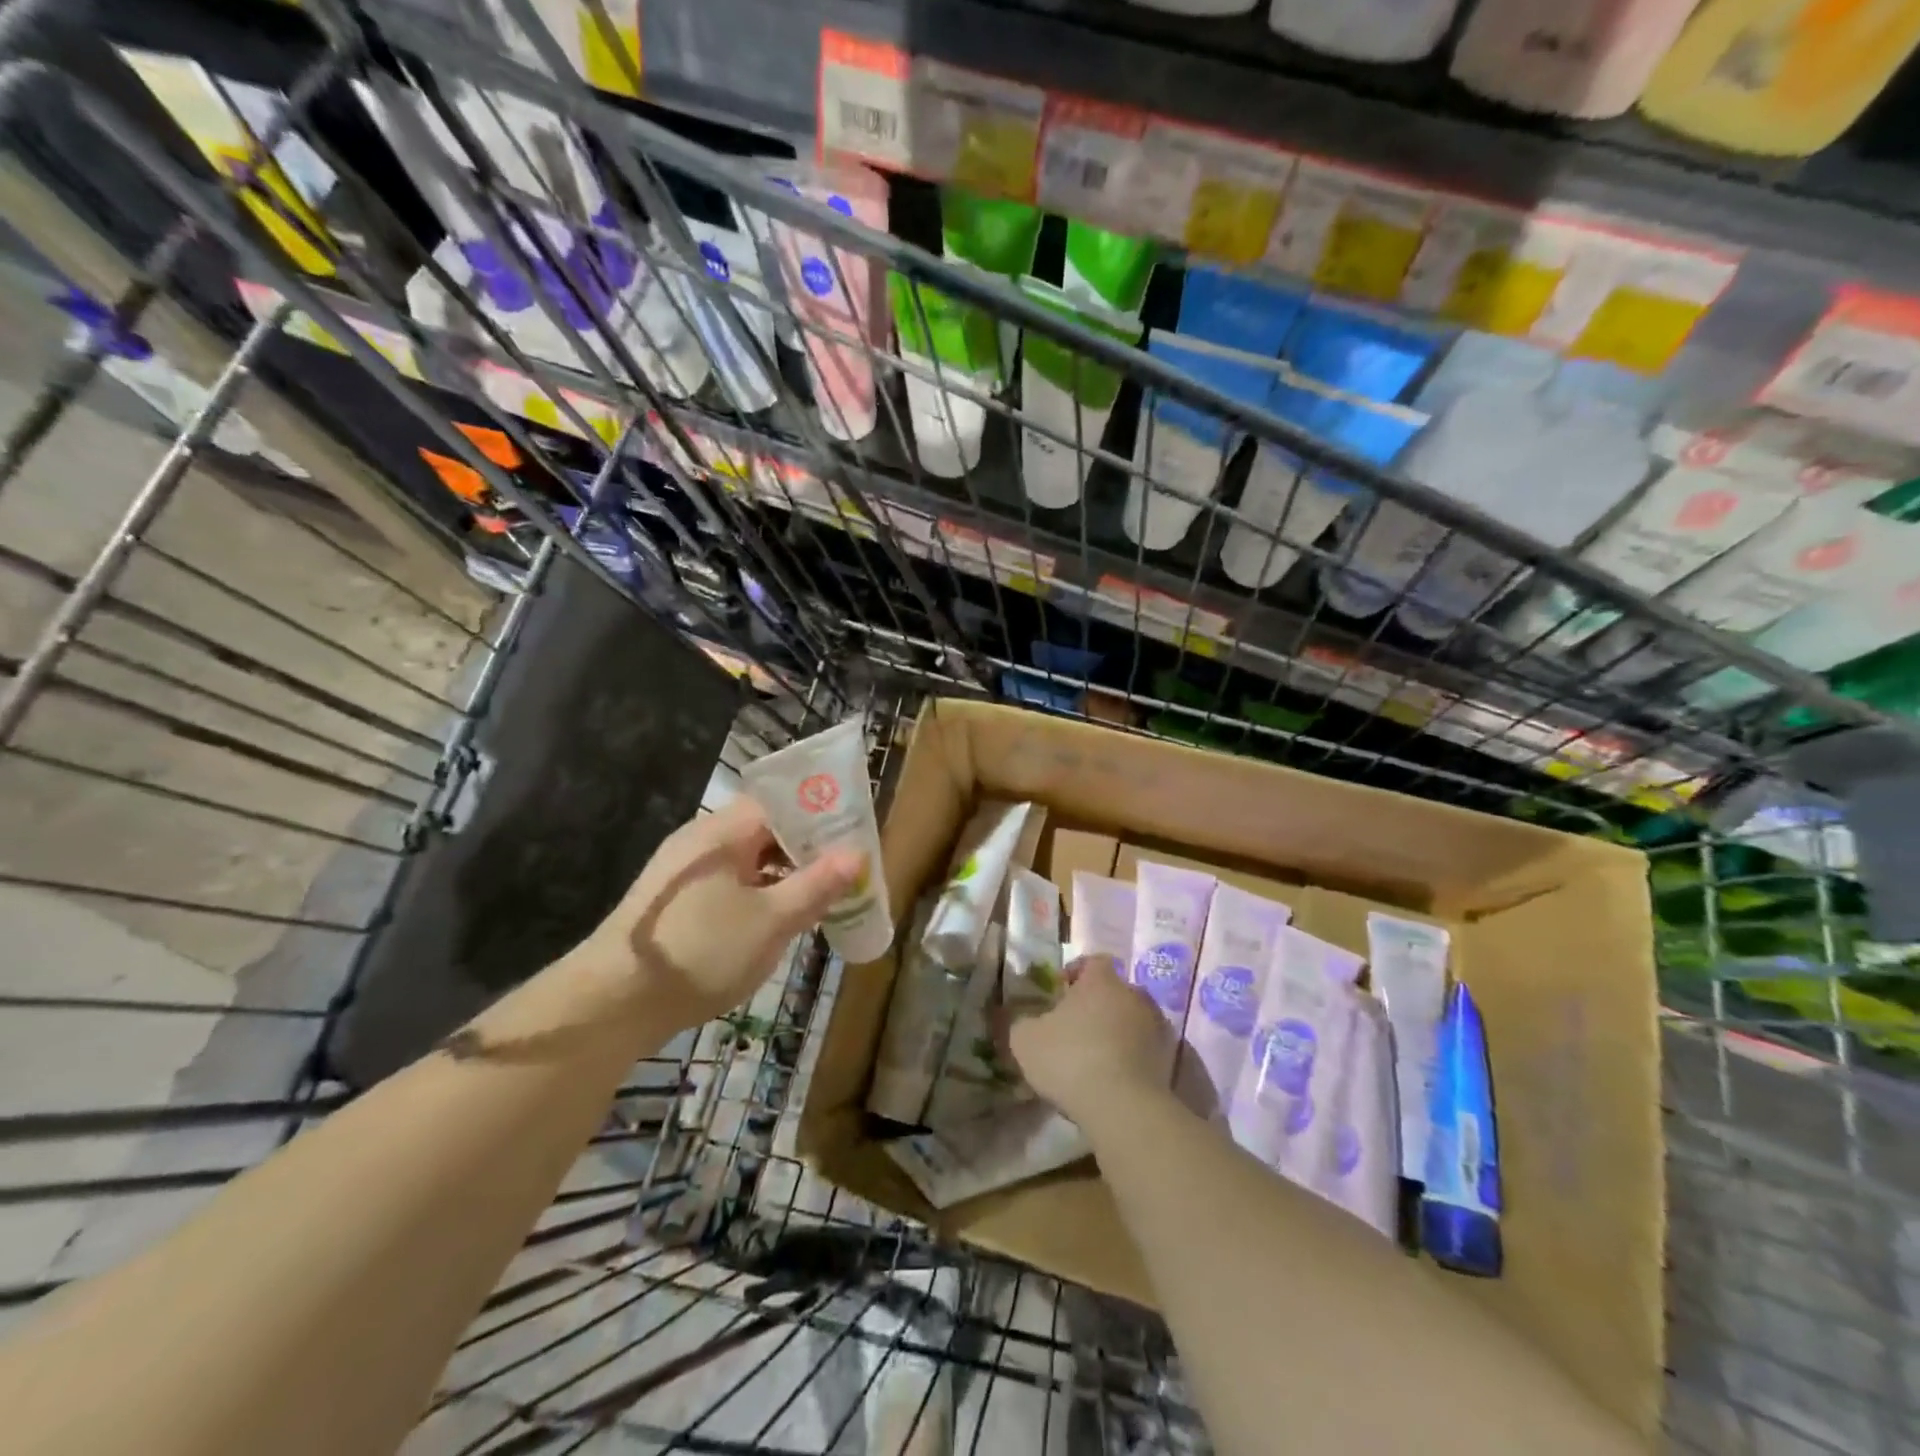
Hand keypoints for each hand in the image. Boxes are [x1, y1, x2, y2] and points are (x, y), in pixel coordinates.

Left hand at [579, 797, 863, 1029]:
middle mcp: (702, 842)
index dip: (820, 814)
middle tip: (845, 870)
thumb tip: (857, 855)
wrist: (611, 1005)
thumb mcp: (770, 921)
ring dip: (786, 874)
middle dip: (808, 848)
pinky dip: (761, 894)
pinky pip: (731, 884)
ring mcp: (686, 873)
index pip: (781, 802)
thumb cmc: (700, 951)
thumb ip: (816, 885)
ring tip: (822, 896)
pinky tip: (780, 919)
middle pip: (766, 830)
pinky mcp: (678, 903)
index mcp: (723, 832)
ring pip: (749, 860)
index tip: (853, 834)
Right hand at [1008, 954, 1171, 1123]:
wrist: (1123, 1107)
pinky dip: (1131, 1057)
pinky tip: (1113, 1079)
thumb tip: (1018, 1018)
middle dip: (1096, 1005)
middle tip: (1075, 1028)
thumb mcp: (1025, 1040)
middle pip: (1114, 991)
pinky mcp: (1170, 1059)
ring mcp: (1157, 1026)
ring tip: (1095, 1058)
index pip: (1093, 962)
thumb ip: (1019, 1022)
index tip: (1060, 995)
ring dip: (1116, 1031)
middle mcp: (1134, 994)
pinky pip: (1144, 1049)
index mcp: (1102, 980)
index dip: (1076, 974)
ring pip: (1131, 1020)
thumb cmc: (1070, 1059)